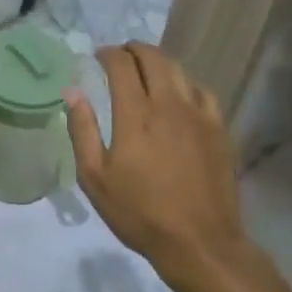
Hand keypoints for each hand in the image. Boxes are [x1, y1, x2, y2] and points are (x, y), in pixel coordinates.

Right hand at [64, 43, 251, 288]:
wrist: (200, 242)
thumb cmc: (140, 213)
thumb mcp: (95, 178)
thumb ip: (82, 130)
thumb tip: (72, 92)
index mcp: (136, 115)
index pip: (121, 65)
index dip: (108, 54)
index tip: (98, 56)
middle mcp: (169, 104)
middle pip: (154, 58)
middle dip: (134, 49)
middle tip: (121, 54)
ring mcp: (199, 115)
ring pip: (180, 70)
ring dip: (159, 62)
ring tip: (147, 69)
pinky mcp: (219, 129)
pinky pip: (202, 91)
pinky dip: (185, 83)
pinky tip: (179, 96)